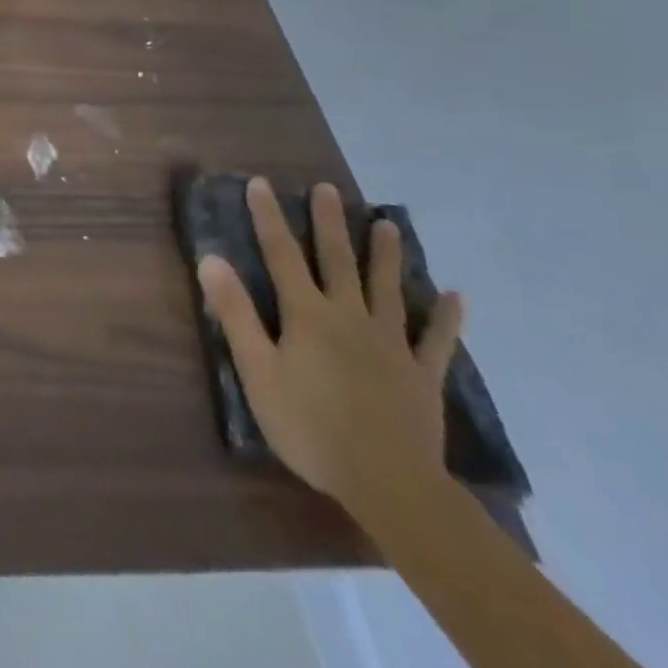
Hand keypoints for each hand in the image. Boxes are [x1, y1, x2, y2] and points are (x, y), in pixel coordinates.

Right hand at [197, 179, 463, 515]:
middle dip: (330, 223)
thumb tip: (211, 259)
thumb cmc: (309, 425)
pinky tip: (456, 297)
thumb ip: (236, 314)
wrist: (388, 483)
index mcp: (307, 314)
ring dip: (386, 255)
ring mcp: (391, 344)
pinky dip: (446, 318)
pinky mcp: (421, 374)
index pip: (281, 254)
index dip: (269, 218)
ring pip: (388, 289)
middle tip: (329, 189)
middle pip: (338, 261)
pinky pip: (436, 340)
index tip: (261, 184)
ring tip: (388, 224)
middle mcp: (349, 316)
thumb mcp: (257, 371)